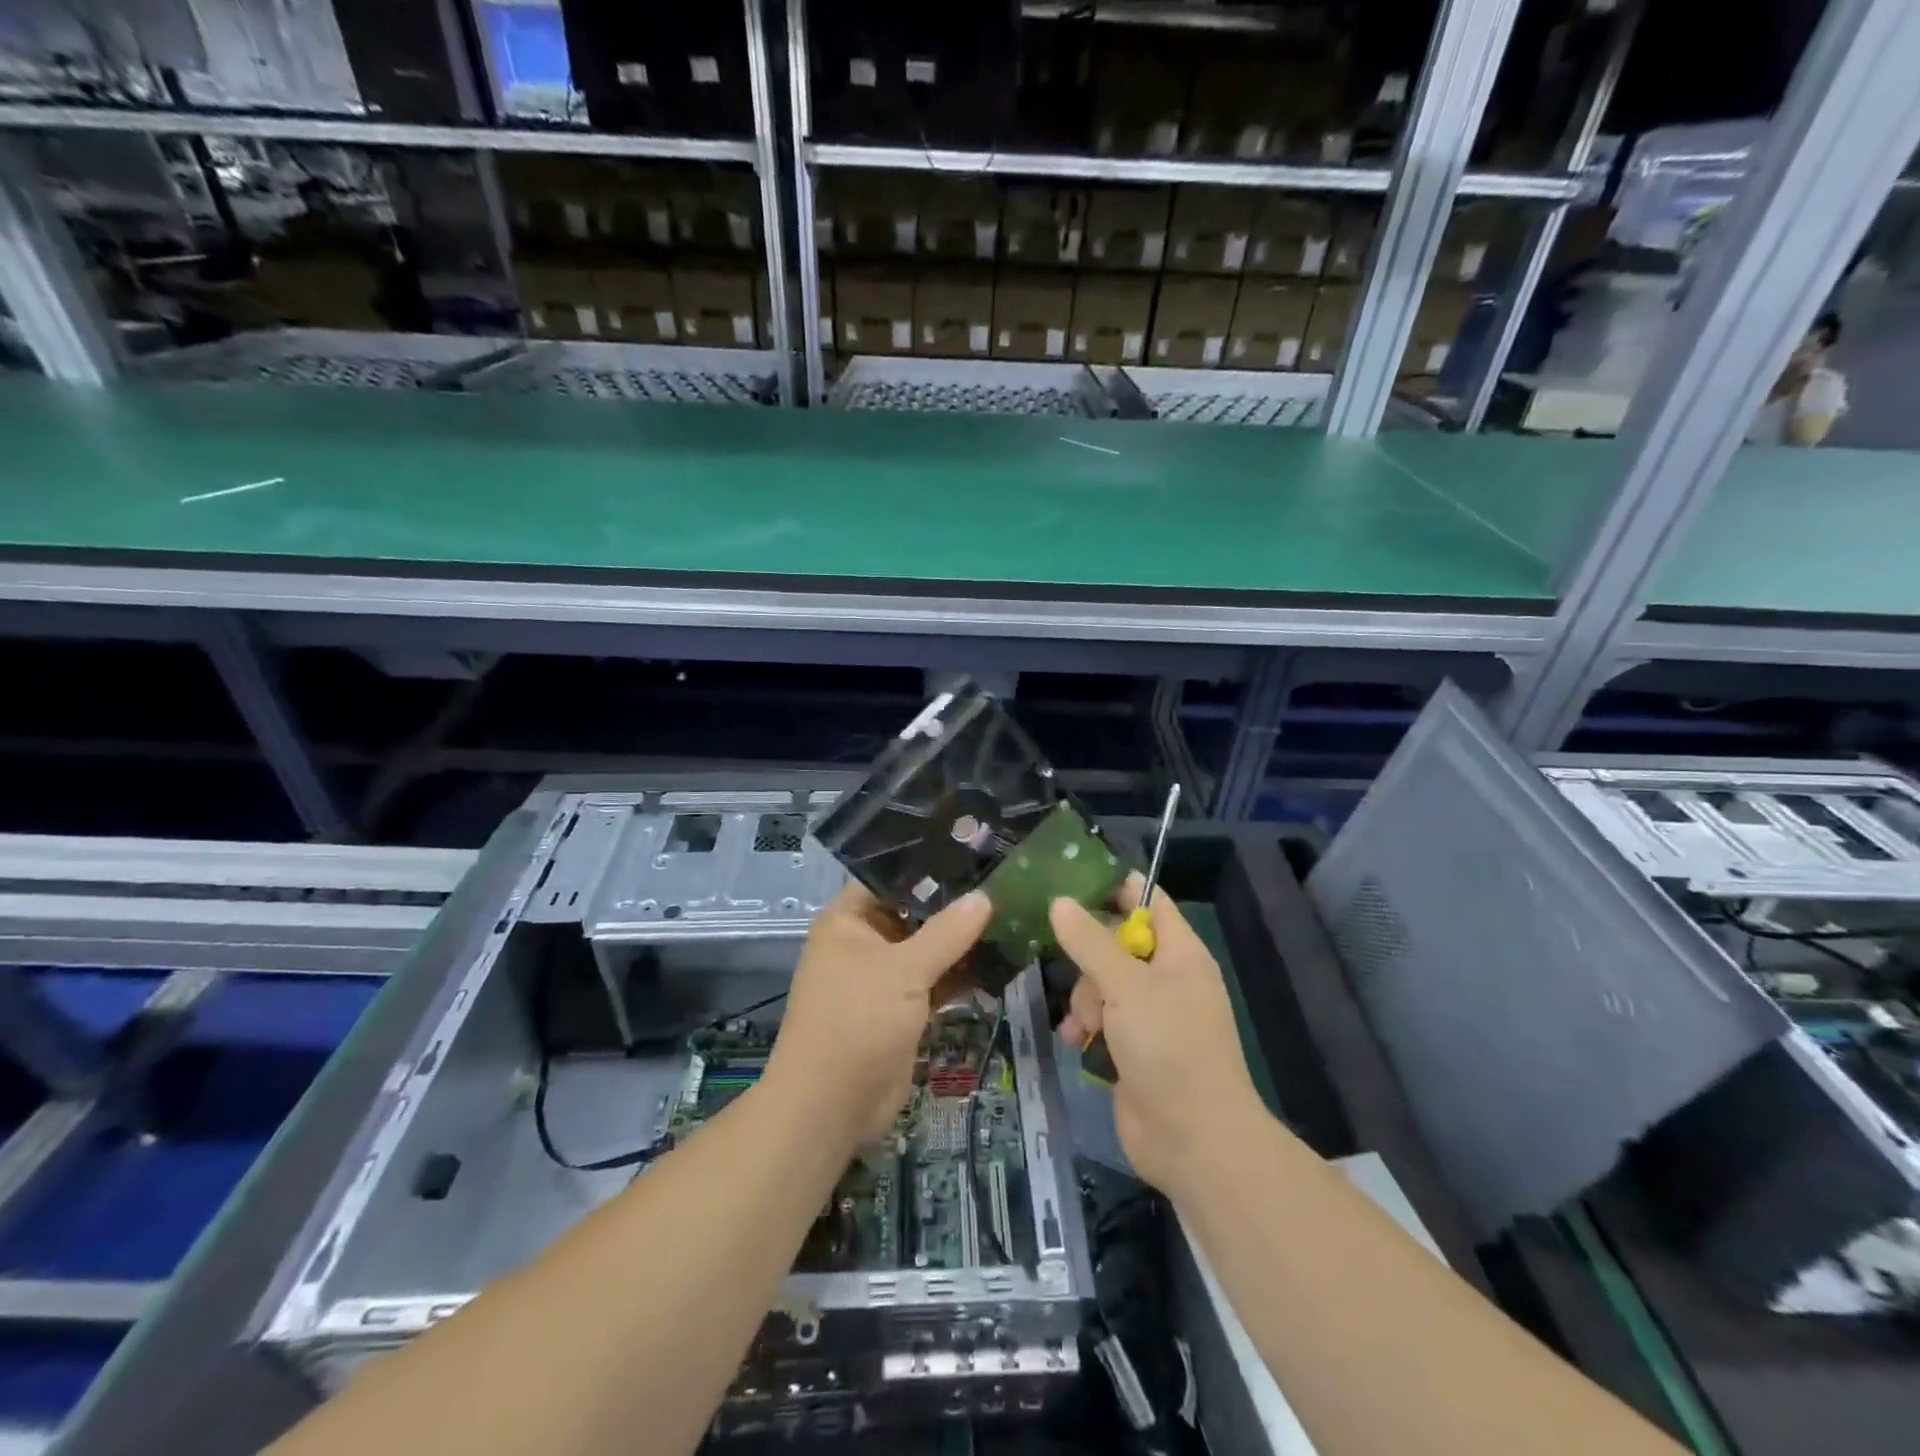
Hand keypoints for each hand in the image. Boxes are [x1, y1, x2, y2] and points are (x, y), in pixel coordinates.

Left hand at [766, 883, 991, 1147]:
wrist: (831, 1106)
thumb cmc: (857, 1021)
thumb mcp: (904, 970)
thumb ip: (947, 932)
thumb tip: (985, 897)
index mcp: (848, 921)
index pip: (890, 878)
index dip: (929, 868)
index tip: (975, 855)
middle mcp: (863, 943)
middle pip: (913, 914)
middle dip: (953, 906)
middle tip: (1004, 886)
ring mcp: (882, 978)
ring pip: (927, 949)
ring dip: (961, 943)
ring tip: (1011, 918)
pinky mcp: (900, 1009)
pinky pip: (933, 981)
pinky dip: (959, 976)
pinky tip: (999, 962)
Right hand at [1051, 876, 1262, 1196]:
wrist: (1194, 1141)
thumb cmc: (1169, 1047)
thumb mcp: (1126, 986)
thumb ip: (1090, 941)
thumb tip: (1059, 901)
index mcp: (1180, 952)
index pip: (1147, 900)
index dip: (1112, 887)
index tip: (1067, 883)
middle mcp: (1167, 978)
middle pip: (1115, 942)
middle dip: (1087, 957)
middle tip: (1072, 969)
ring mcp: (1150, 1016)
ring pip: (1101, 983)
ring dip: (1084, 1000)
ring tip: (1084, 1026)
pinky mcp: (1134, 1048)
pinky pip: (1100, 1020)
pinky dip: (1086, 1028)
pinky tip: (1076, 1043)